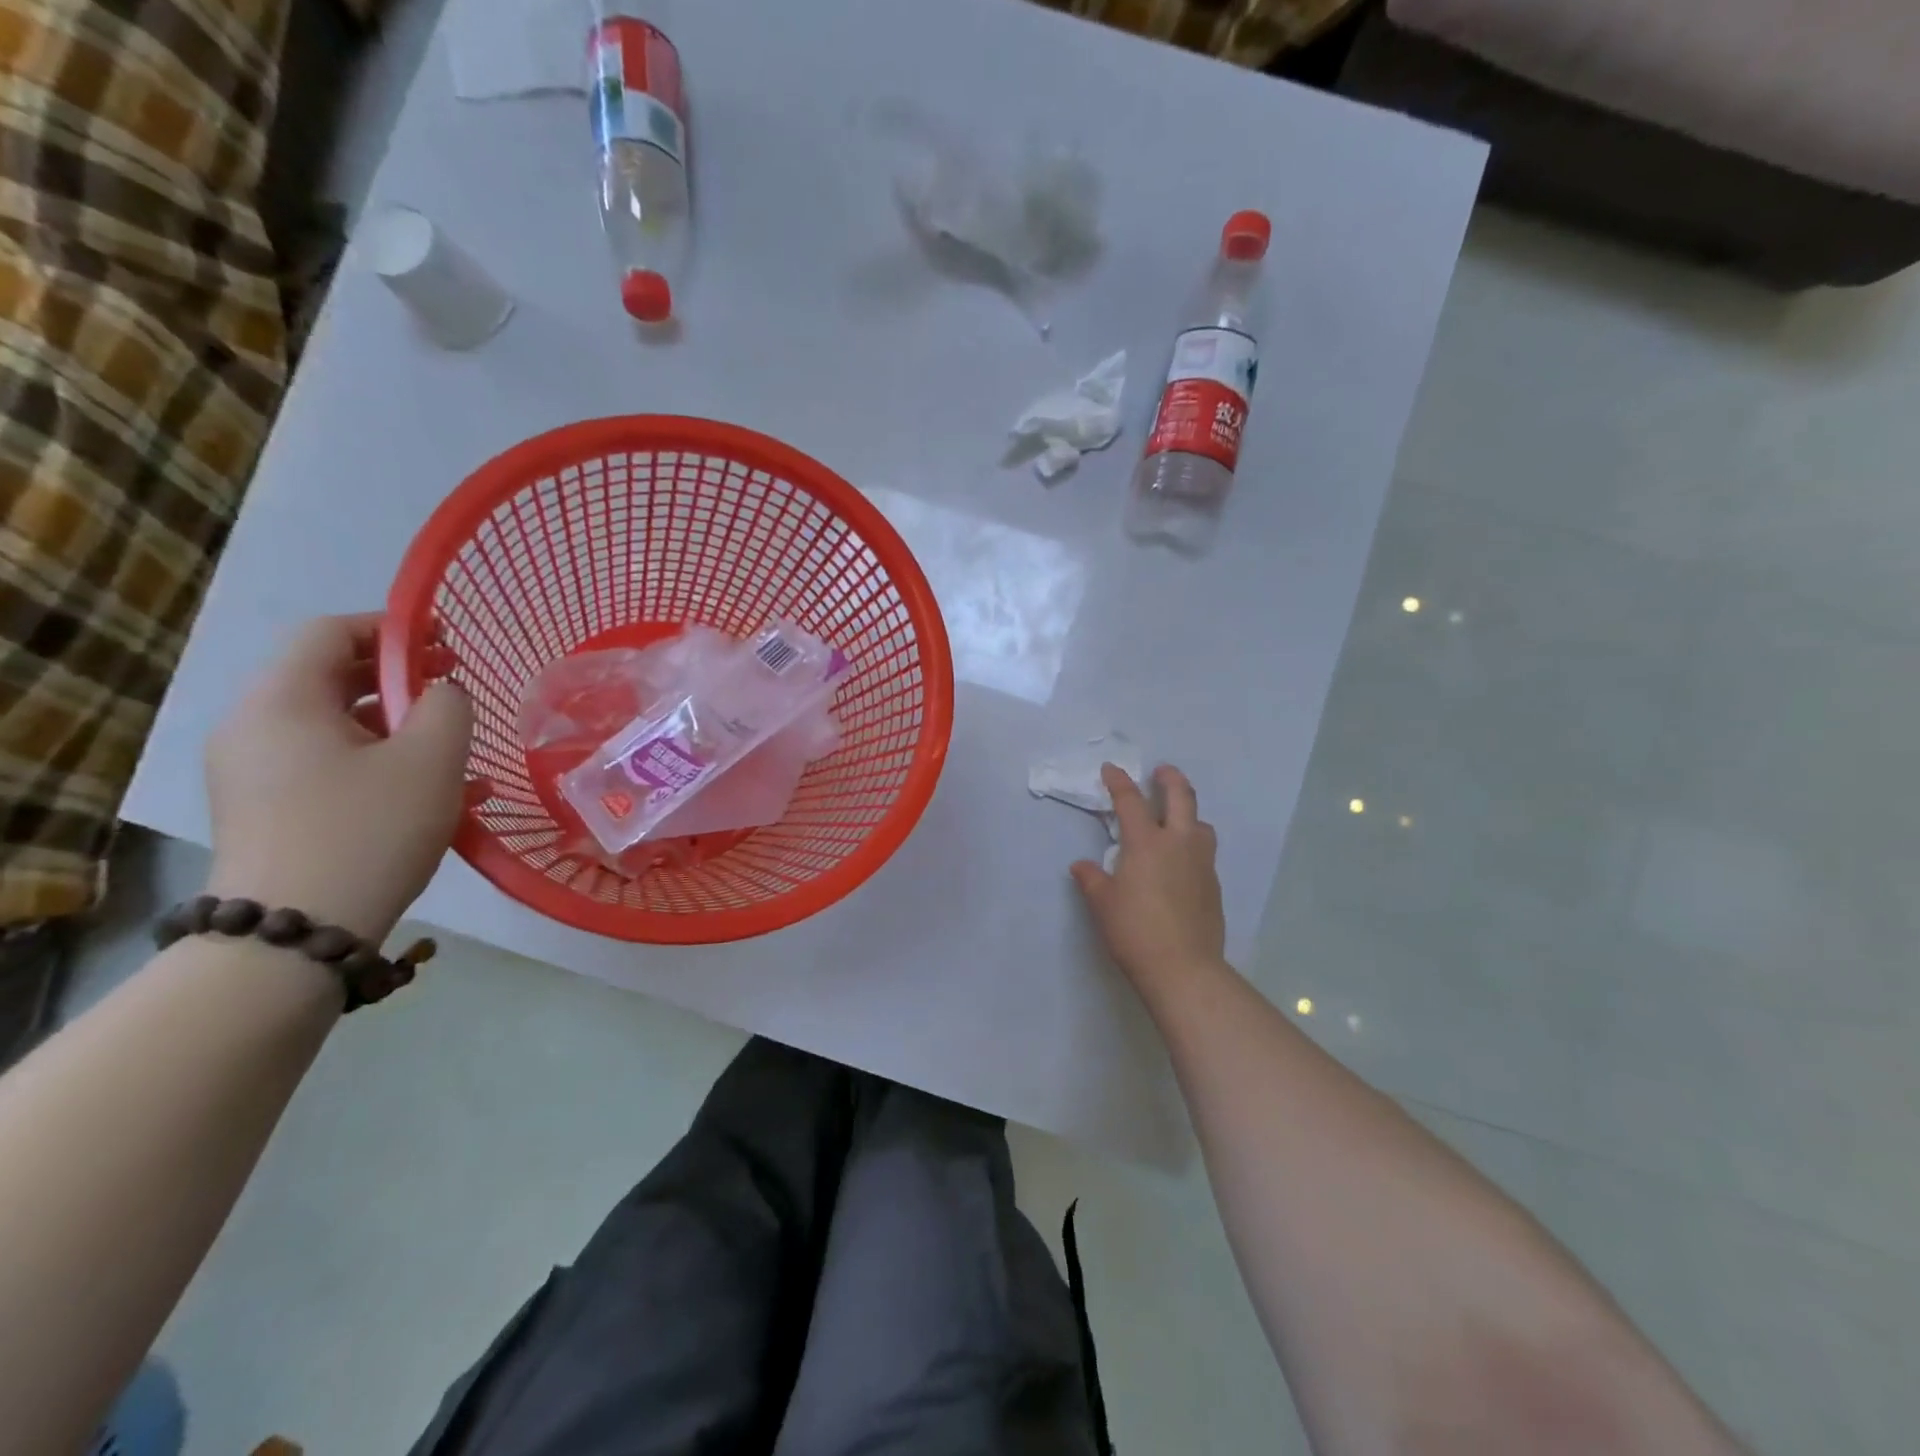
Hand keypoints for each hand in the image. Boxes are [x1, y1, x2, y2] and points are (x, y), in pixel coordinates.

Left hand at [205, 613, 472, 942]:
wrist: (294, 933)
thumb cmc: (369, 830)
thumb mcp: (431, 759)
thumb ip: (448, 706)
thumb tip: (441, 693)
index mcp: (282, 701)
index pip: (330, 632)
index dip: (392, 628)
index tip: (447, 645)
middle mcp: (254, 727)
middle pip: (331, 678)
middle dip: (401, 680)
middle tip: (457, 694)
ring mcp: (254, 773)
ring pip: (336, 728)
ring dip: (400, 729)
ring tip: (457, 753)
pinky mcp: (267, 811)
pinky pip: (329, 767)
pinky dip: (379, 765)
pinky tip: (434, 795)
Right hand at [1071, 763, 1225, 994]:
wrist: (1183, 969)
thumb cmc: (1135, 931)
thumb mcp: (1103, 904)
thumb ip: (1092, 880)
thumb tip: (1081, 866)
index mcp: (1146, 844)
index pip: (1130, 801)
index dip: (1119, 782)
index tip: (1111, 769)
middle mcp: (1178, 844)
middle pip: (1181, 798)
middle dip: (1170, 779)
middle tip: (1161, 771)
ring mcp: (1201, 863)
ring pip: (1200, 823)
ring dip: (1188, 812)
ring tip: (1176, 817)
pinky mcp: (1213, 885)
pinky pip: (1205, 851)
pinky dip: (1193, 843)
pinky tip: (1181, 860)